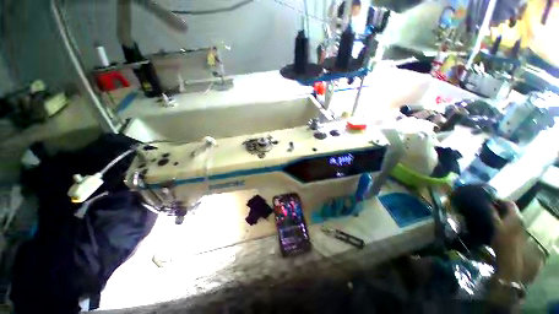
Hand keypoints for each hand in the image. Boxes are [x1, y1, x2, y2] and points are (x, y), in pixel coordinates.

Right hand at [490, 200, 524, 280]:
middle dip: (499, 210)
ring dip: (500, 218)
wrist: (511, 262)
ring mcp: (519, 230)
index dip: (499, 201)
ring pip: (509, 219)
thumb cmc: (503, 242)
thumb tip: (486, 203)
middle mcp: (520, 221)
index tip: (487, 200)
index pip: (509, 203)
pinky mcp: (516, 238)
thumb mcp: (495, 226)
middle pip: (510, 211)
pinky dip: (502, 225)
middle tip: (486, 210)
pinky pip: (509, 227)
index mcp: (515, 216)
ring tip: (488, 219)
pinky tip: (493, 230)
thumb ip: (492, 214)